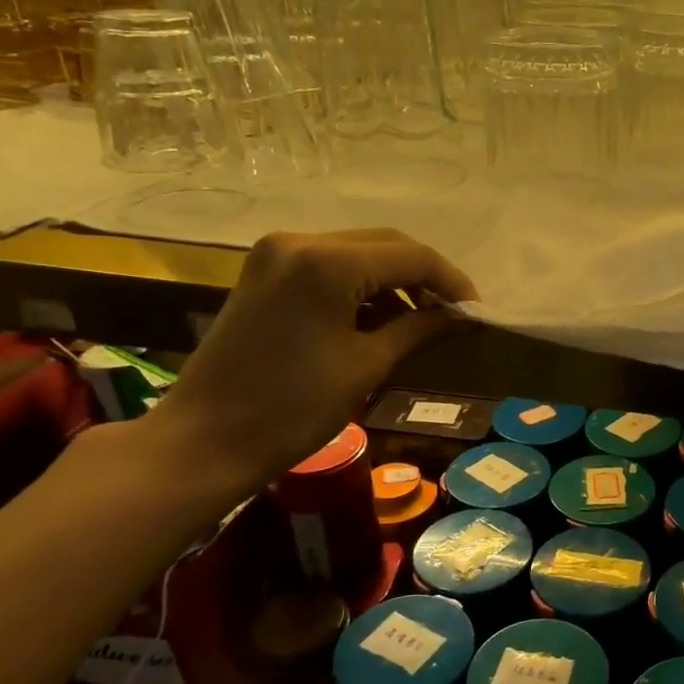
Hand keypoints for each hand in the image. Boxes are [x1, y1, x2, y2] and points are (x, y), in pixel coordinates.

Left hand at [146, 228, 476, 492]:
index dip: (451, 282)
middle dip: (425, 278)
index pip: (410, 256)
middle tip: (455, 315)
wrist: (206, 441)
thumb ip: (420, 328)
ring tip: (423, 321)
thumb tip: (465, 317)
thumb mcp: (367, 365)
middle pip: (385, 245)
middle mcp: (300, 242)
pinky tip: (382, 318)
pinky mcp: (266, 272)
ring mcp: (277, 254)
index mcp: (326, 263)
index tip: (478, 312)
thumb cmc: (293, 408)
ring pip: (359, 253)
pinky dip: (363, 287)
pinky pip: (331, 267)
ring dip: (395, 282)